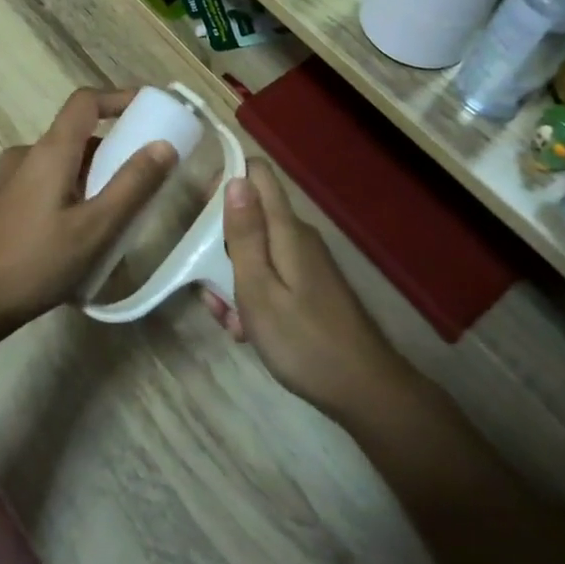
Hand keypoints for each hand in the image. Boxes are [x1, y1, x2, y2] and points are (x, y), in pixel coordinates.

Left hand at [0, 88, 177, 335]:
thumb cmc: (35, 262)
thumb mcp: (95, 228)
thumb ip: (133, 185)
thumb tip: (165, 145)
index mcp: (50, 151)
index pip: (86, 101)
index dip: (119, 98)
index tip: (150, 110)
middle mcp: (27, 155)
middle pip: (77, 135)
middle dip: (114, 149)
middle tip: (144, 178)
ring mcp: (10, 180)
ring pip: (63, 163)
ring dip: (94, 176)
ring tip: (119, 214)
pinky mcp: (3, 204)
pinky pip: (48, 183)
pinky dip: (73, 192)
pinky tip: (82, 234)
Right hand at [201, 161, 402, 420]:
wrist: (364, 390)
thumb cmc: (303, 341)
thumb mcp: (259, 289)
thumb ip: (245, 234)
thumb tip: (235, 179)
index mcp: (286, 229)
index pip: (257, 173)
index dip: (226, 179)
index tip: (200, 212)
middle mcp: (297, 237)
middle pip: (250, 216)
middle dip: (220, 244)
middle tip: (209, 285)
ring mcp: (306, 263)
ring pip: (256, 252)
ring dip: (233, 279)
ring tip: (229, 320)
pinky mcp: (310, 287)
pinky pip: (270, 277)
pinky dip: (253, 297)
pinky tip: (247, 332)